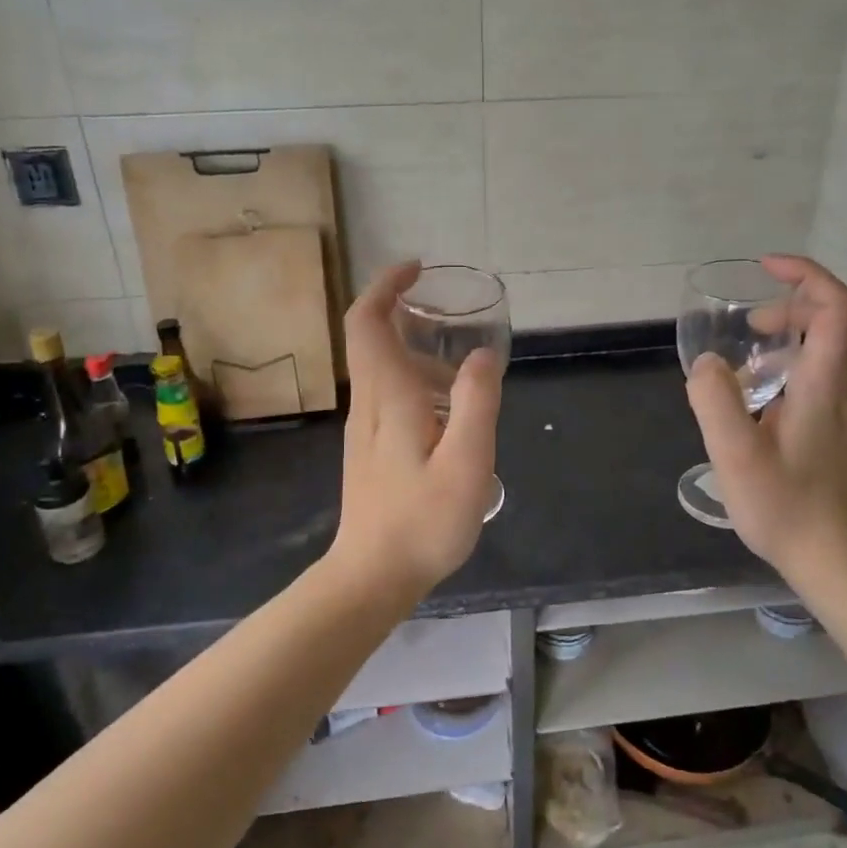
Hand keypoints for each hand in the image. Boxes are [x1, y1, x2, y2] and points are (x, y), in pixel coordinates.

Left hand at [330, 261, 502, 594]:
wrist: (371, 577)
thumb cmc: (422, 521)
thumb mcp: (466, 462)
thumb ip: (476, 403)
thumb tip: (481, 354)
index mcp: (388, 395)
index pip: (368, 321)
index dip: (386, 286)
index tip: (417, 270)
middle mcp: (369, 402)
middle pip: (372, 338)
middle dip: (404, 311)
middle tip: (450, 315)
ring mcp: (365, 428)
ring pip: (383, 369)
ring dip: (417, 352)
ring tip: (464, 372)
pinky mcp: (370, 449)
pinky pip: (389, 395)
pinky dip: (417, 382)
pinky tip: (451, 415)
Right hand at [684, 256, 846, 579]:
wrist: (838, 561)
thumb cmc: (787, 508)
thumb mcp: (735, 455)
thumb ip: (715, 400)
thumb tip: (708, 363)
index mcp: (827, 384)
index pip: (837, 306)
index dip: (806, 275)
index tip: (766, 269)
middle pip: (839, 320)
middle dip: (794, 303)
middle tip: (748, 323)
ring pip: (835, 347)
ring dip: (795, 335)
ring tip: (748, 361)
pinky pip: (830, 374)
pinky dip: (798, 363)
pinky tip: (763, 398)